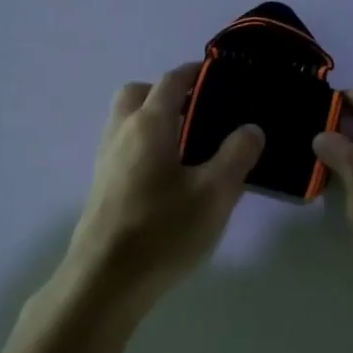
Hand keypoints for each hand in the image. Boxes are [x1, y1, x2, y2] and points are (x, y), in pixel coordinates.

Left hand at [63, 64, 264, 308]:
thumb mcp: (215, 193)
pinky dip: (143, 145)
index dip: (195, 72)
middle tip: (198, 112)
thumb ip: (237, 155)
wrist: (105, 279)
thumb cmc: (163, 230)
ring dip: (152, 119)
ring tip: (188, 146)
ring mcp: (105, 160)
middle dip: (166, 92)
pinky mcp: (101, 186)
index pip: (172, 81)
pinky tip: (167, 176)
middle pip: (137, 94)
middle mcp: (121, 133)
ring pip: (125, 121)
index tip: (219, 75)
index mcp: (148, 124)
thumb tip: (250, 128)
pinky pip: (123, 147)